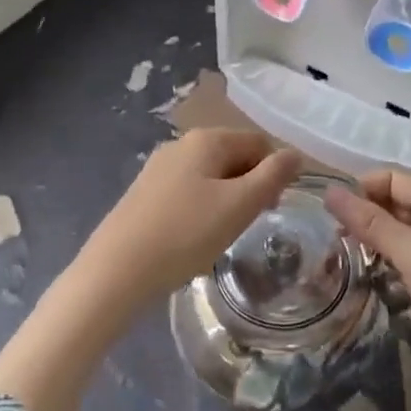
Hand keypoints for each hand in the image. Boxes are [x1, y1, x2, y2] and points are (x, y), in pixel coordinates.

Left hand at [0, 130, 299, 410]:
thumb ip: (273, 176)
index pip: (258, 142)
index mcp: (206, 139)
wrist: (115, 271)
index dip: (273, 172)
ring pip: (210, 176)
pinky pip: (187, 191)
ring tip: (221, 235)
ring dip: (226, 200)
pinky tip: (193, 238)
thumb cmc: (185, 234)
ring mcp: (158, 168)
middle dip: (249, 186)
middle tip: (248, 225)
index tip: (271, 209)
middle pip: (233, 156)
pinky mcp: (144, 193)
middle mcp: (180, 144)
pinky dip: (201, 209)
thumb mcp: (239, 206)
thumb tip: (295, 154)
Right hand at [325, 169, 410, 410]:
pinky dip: (374, 260)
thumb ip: (373, 222)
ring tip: (333, 254)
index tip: (328, 210)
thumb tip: (329, 190)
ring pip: (389, 233)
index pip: (392, 179)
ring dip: (364, 238)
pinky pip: (394, 259)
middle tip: (326, 234)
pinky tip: (355, 272)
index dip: (361, 188)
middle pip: (390, 203)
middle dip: (360, 213)